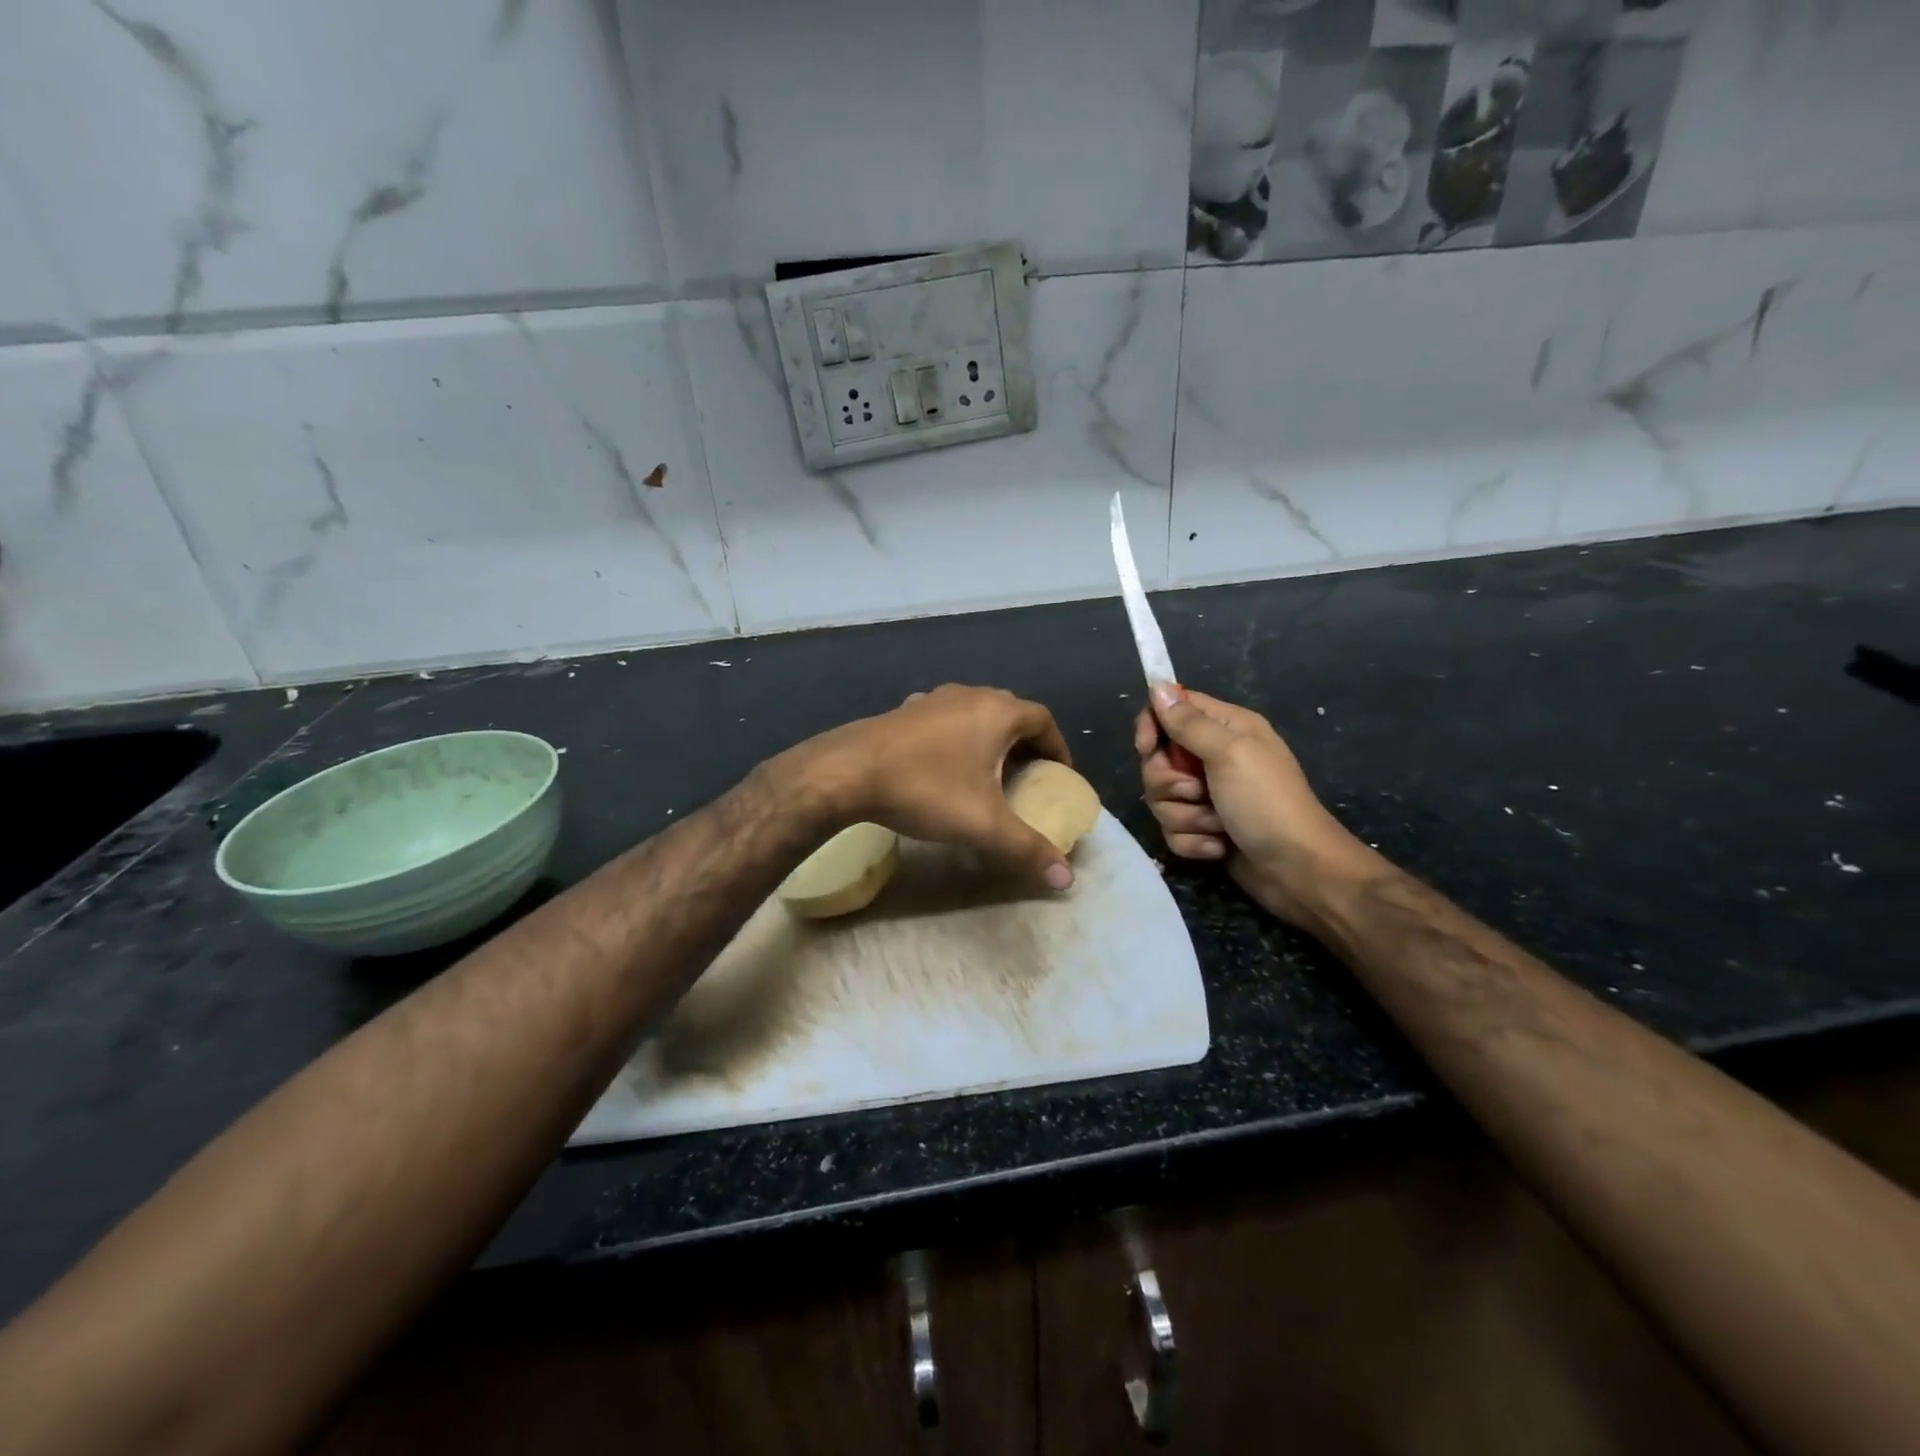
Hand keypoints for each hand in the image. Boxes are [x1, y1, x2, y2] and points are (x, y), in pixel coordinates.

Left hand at [800, 685, 1076, 889]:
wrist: (847, 772)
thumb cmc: (926, 789)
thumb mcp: (984, 825)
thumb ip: (1028, 849)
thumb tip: (1066, 880)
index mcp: (996, 711)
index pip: (1043, 720)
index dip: (1058, 748)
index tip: (1059, 776)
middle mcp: (968, 695)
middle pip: (1010, 713)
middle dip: (1025, 744)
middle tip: (1029, 777)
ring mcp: (932, 699)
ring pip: (975, 714)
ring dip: (989, 739)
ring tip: (989, 772)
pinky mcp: (903, 712)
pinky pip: (944, 720)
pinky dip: (956, 738)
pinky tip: (944, 765)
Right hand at [1135, 685, 1382, 926]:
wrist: (1298, 869)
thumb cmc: (1266, 802)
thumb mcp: (1229, 753)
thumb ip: (1189, 722)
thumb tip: (1157, 685)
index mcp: (1225, 729)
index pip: (1171, 710)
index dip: (1152, 727)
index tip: (1147, 748)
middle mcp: (1214, 757)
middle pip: (1158, 759)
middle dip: (1168, 783)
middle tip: (1196, 792)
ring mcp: (1208, 795)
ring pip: (1162, 799)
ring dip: (1185, 816)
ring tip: (1216, 824)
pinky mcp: (1204, 828)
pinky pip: (1173, 829)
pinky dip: (1193, 841)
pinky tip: (1219, 846)